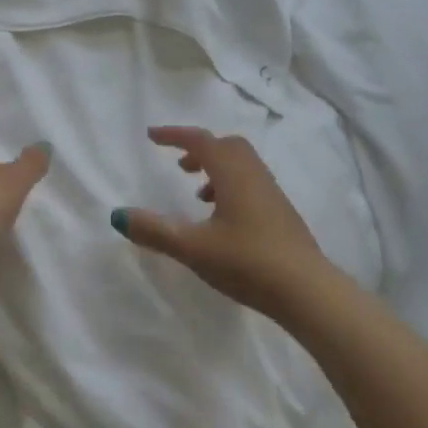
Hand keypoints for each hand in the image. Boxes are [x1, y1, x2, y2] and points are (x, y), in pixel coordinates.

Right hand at [112, 126, 331, 321]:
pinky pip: (251, 183)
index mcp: (231, 172)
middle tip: (179, 166)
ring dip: (216, 170)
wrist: (308, 291)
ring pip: (241, 165)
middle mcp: (253, 174)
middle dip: (200, 150)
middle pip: (225, 146)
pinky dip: (231, 187)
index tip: (152, 136)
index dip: (174, 135)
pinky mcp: (282, 214)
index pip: (199, 140)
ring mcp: (272, 193)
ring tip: (198, 196)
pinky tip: (224, 221)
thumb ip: (155, 231)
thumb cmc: (247, 262)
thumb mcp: (193, 248)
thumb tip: (118, 215)